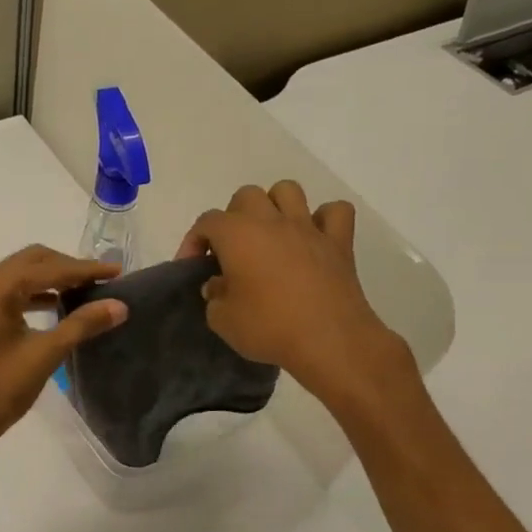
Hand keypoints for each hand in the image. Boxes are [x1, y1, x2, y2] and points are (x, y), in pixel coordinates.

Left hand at [0, 246, 127, 464]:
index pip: (50, 267)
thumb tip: (119, 305)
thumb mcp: (44, 356)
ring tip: (89, 292)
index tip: (118, 272)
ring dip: (55, 278)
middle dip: (70, 267)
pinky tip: (61, 306)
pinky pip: (14, 291)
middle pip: (34, 260)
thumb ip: (81, 325)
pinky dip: (39, 293)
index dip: (86, 269)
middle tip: (104, 281)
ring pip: (24, 274)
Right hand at [178, 182, 413, 411]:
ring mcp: (308, 228)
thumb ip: (214, 296)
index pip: (207, 222)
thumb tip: (219, 284)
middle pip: (246, 196)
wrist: (328, 341)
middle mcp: (271, 221)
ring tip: (269, 235)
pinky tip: (313, 238)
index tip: (193, 267)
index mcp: (237, 235)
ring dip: (274, 206)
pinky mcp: (339, 243)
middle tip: (232, 249)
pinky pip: (335, 212)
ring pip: (288, 190)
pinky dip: (323, 219)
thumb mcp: (222, 319)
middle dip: (233, 217)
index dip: (194, 241)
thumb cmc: (268, 328)